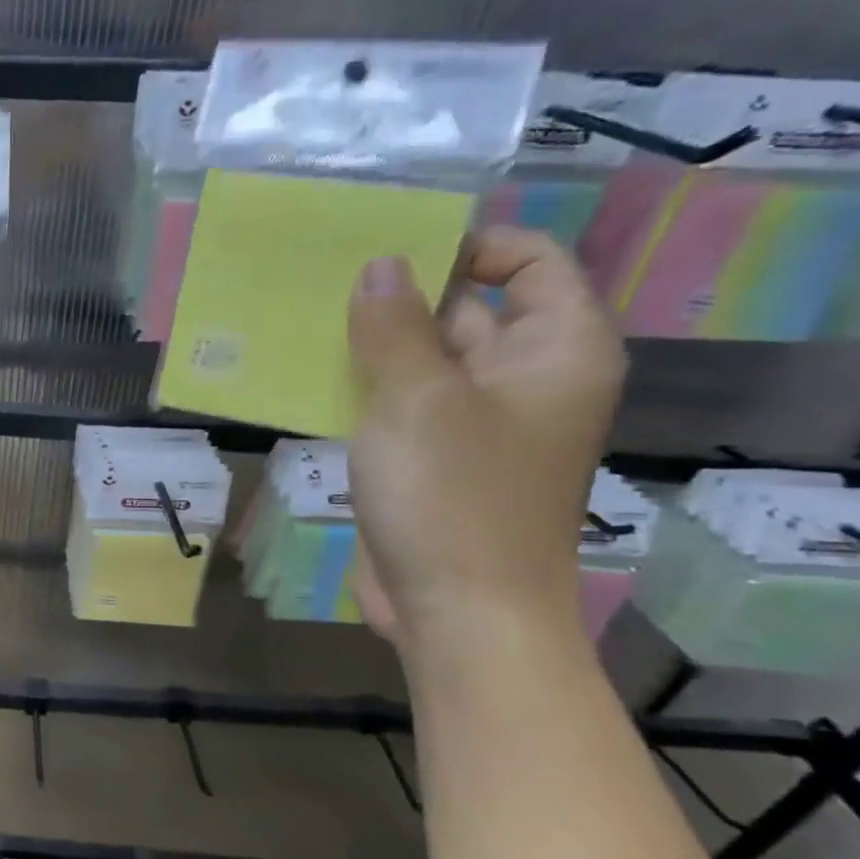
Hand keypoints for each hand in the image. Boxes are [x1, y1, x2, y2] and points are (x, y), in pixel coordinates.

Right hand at [347, 228, 625, 649]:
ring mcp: (474, 424)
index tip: (389, 246)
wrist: (457, 612)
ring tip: (303, 321)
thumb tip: (380, 265)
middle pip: (468, 310)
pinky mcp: (433, 461)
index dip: (467, 245)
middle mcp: (524, 379)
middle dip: (401, 294)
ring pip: (423, 362)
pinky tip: (307, 379)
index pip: (528, 263)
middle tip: (324, 277)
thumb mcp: (417, 398)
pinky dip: (362, 390)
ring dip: (372, 345)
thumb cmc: (452, 496)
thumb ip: (395, 325)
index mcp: (556, 350)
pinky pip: (400, 407)